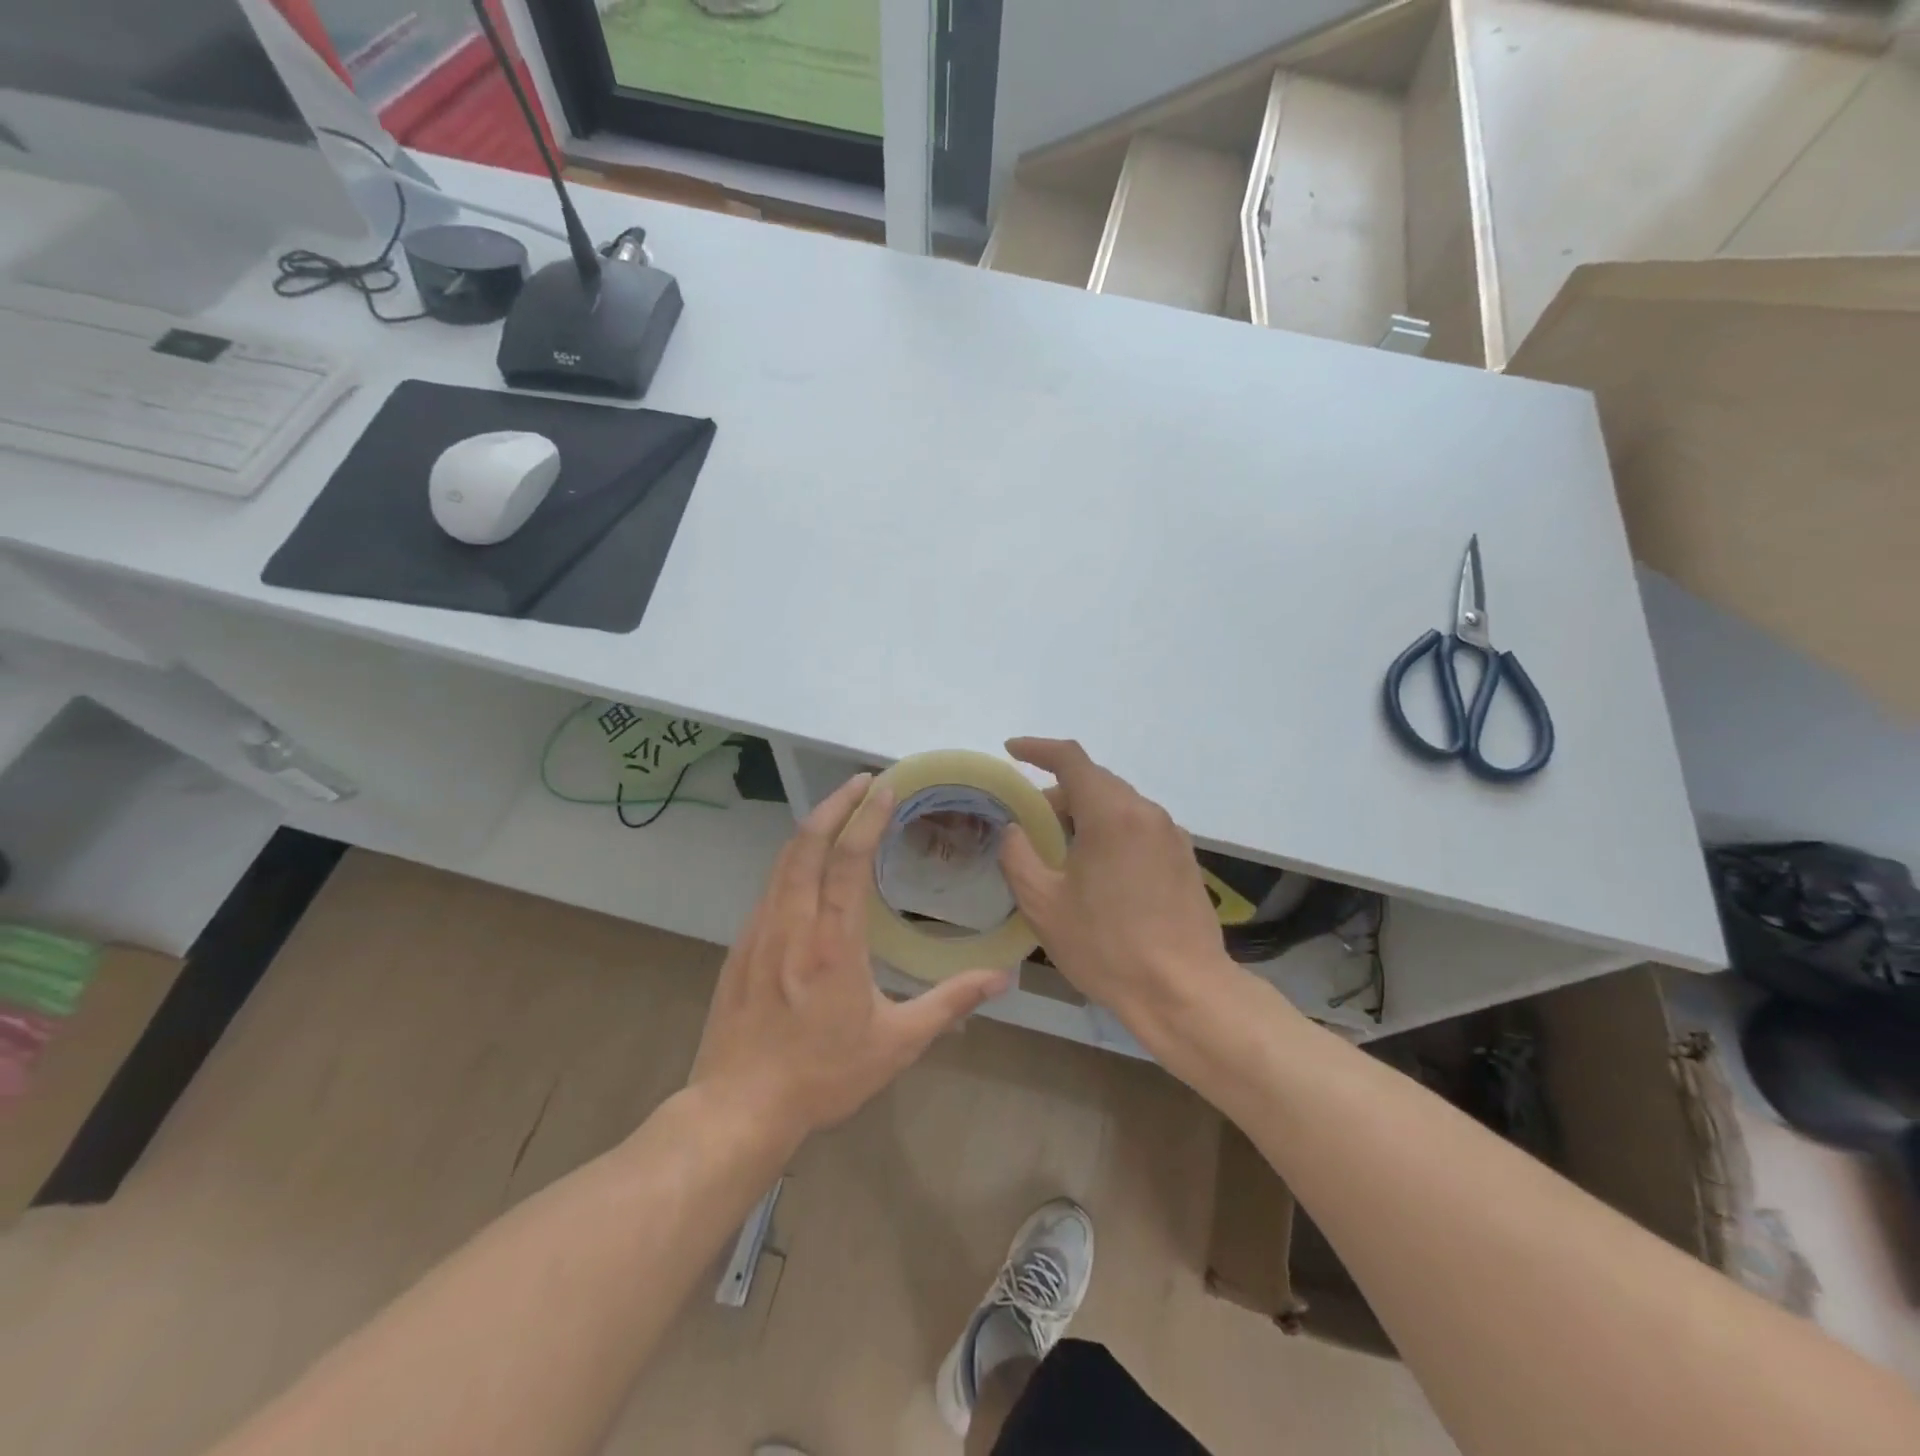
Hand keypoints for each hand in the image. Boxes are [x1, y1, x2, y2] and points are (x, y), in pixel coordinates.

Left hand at [690, 773, 1010, 1147]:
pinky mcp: (741, 945)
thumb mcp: (897, 1044)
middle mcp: (792, 923)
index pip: (849, 859)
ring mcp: (759, 931)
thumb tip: (1003, 979)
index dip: (868, 817)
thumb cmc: (823, 1076)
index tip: (886, 788)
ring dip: (813, 826)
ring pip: (784, 860)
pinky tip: (808, 864)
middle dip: (836, 803)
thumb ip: (950, 1003)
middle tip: (864, 781)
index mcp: (832, 943)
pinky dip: (793, 859)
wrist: (738, 1108)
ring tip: (839, 808)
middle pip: (808, 843)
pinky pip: (770, 886)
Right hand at [998, 738, 1238, 1050]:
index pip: (1071, 759)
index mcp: (1111, 814)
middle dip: (1058, 792)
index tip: (1012, 751)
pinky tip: (1099, 870)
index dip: (1037, 749)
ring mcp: (1171, 835)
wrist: (1184, 991)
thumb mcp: (1043, 904)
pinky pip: (1139, 827)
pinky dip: (1111, 831)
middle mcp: (1146, 812)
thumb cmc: (1106, 946)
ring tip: (1061, 850)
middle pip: (1096, 782)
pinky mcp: (1185, 858)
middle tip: (1029, 822)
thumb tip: (1015, 829)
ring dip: (1086, 814)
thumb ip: (1018, 855)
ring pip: (1119, 805)